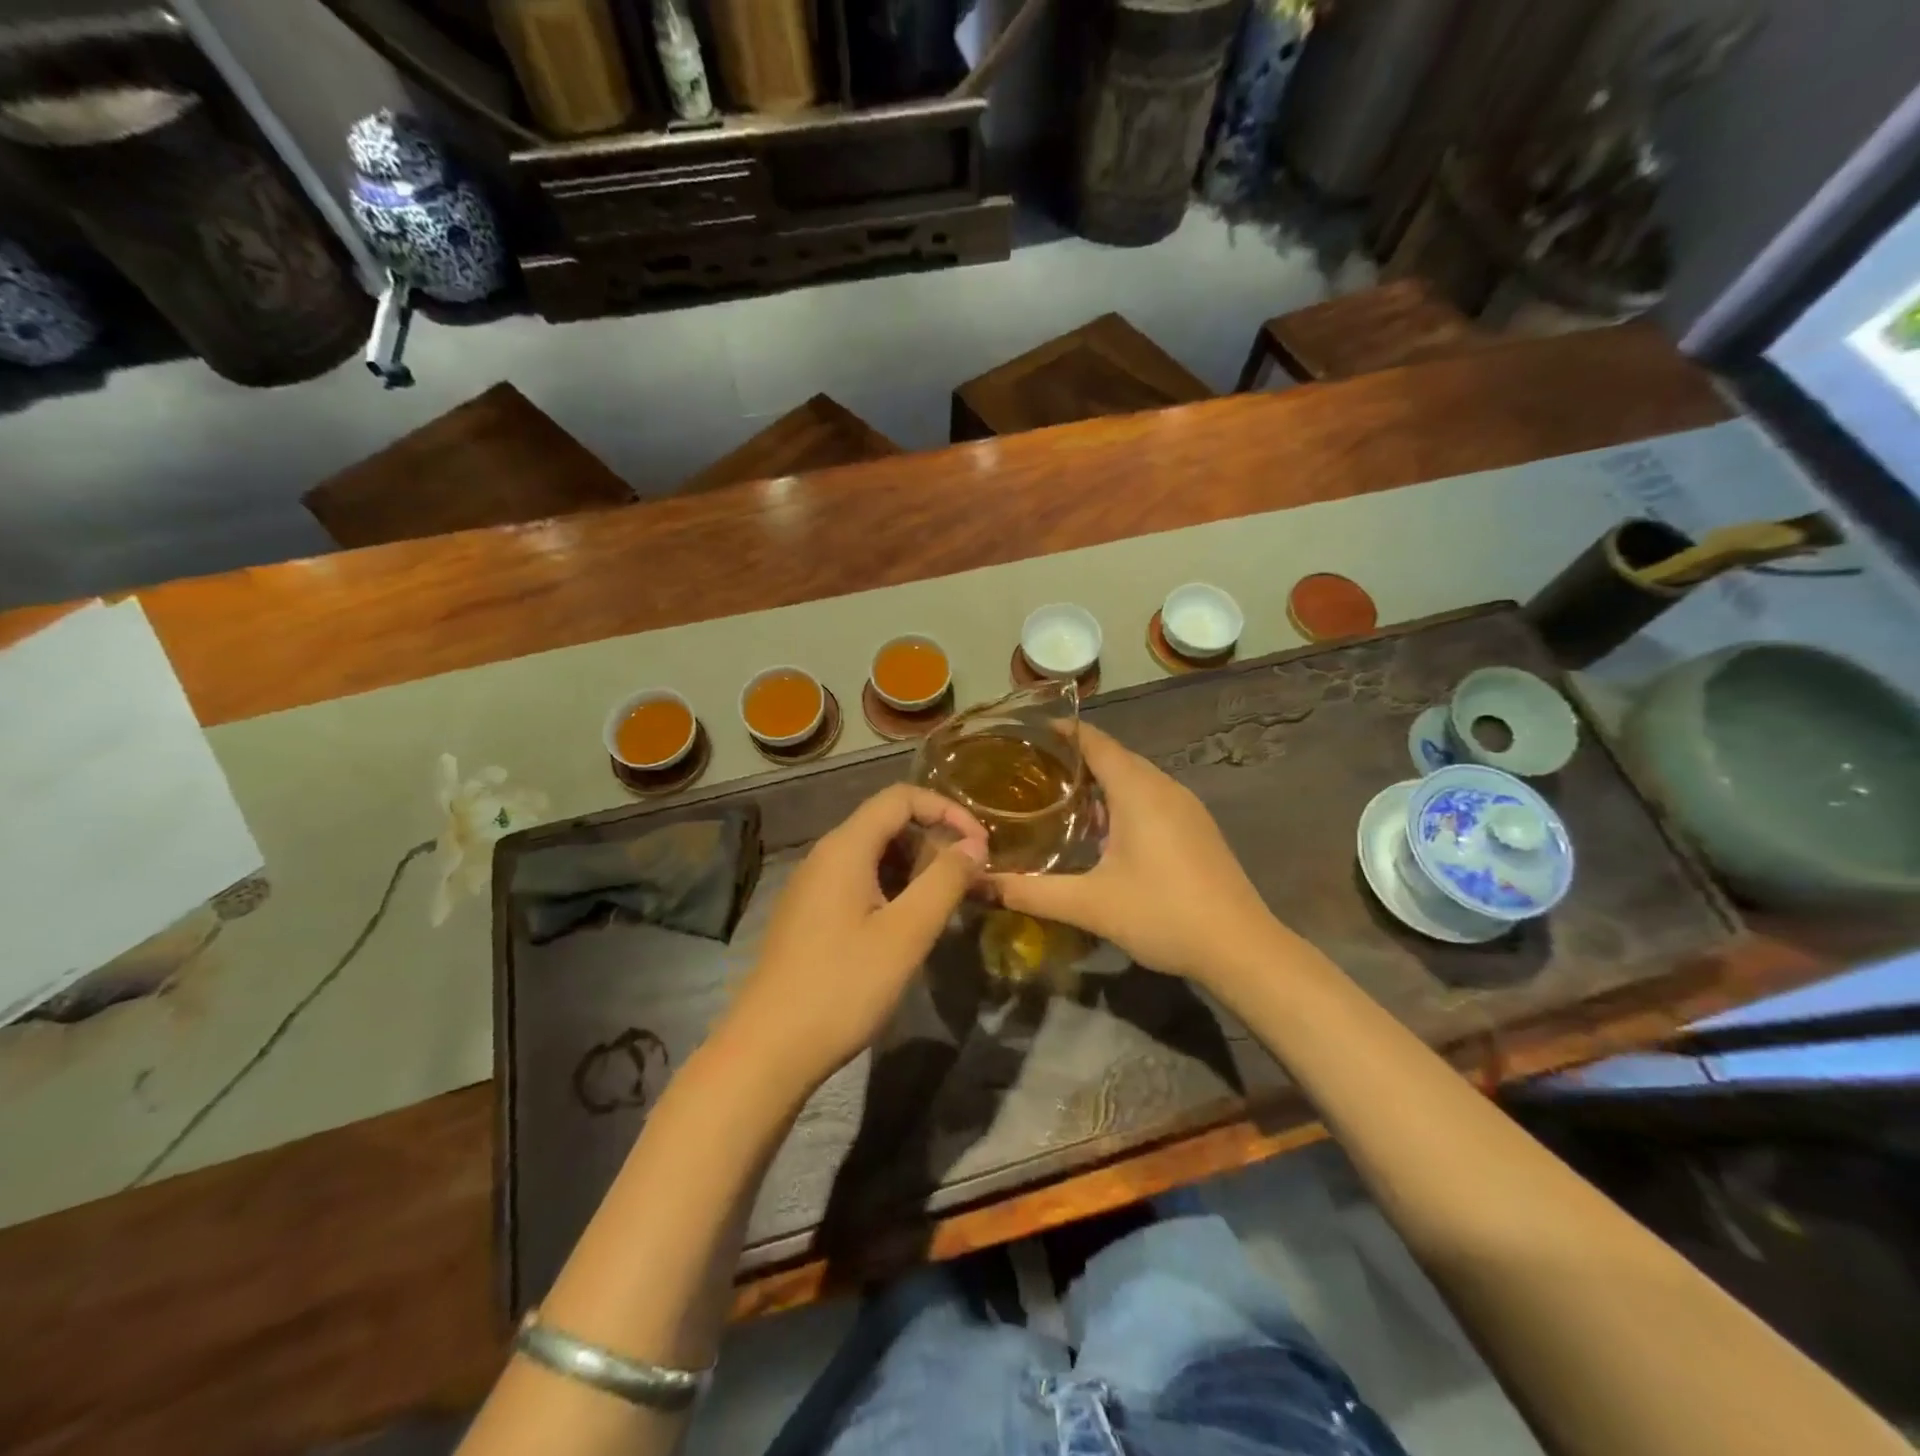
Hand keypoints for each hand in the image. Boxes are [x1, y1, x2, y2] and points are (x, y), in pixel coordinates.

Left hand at [719, 785, 987, 1091]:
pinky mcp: (809, 914)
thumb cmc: (843, 986)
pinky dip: (892, 887)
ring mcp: (812, 885)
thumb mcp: (906, 934)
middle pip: (887, 822)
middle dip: (933, 841)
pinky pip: (858, 880)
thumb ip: (945, 881)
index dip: (946, 809)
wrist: (769, 1049)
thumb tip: (974, 844)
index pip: (901, 798)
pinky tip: (906, 925)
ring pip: (873, 854)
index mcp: (845, 848)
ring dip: (915, 867)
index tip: (979, 844)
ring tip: (943, 904)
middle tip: (966, 880)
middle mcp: (825, 855)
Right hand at [990, 723, 1277, 983]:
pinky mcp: (1197, 828)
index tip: (1028, 732)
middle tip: (1031, 771)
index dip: (1063, 731)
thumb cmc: (1162, 914)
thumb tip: (978, 884)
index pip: (1095, 742)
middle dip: (1075, 758)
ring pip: (1135, 778)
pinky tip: (1104, 832)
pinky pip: (1152, 798)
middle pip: (1115, 757)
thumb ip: (1031, 891)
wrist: (1241, 948)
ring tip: (1059, 798)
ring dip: (1100, 782)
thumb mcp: (1089, 905)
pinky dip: (1122, 801)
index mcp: (1138, 790)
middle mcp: (1164, 787)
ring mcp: (1186, 807)